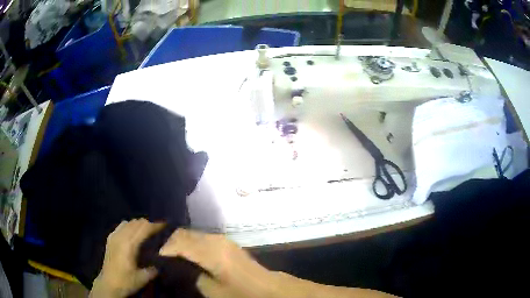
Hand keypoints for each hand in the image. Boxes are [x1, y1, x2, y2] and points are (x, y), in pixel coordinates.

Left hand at [90, 219, 164, 297]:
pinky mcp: (110, 238)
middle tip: (158, 229)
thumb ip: (153, 269)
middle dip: (148, 224)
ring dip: (138, 224)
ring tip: (146, 230)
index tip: (165, 224)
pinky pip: (121, 226)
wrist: (108, 284)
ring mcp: (114, 236)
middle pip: (136, 223)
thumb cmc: (126, 281)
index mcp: (129, 245)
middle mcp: (121, 237)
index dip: (155, 225)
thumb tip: (159, 264)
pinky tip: (132, 233)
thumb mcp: (143, 278)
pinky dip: (129, 226)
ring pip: (128, 222)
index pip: (144, 229)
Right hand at [159, 229, 276, 297]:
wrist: (265, 287)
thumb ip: (189, 274)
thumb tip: (171, 264)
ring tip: (163, 250)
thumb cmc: (238, 293)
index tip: (149, 254)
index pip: (178, 241)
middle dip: (166, 241)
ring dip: (176, 240)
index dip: (162, 247)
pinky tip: (180, 251)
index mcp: (211, 250)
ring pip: (190, 234)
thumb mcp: (211, 290)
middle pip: (183, 234)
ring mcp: (220, 238)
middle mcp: (214, 239)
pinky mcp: (223, 242)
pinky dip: (186, 242)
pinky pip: (199, 237)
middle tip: (152, 251)